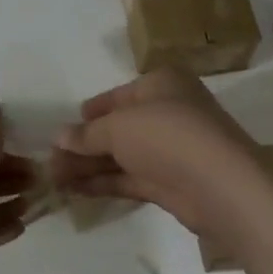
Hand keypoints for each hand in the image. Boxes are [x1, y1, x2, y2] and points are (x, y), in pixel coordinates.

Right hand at [50, 68, 259, 234]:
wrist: (221, 186)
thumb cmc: (168, 135)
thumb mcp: (119, 126)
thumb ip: (88, 134)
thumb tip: (59, 138)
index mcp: (162, 84)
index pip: (119, 95)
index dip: (91, 111)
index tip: (65, 127)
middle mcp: (168, 112)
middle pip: (118, 127)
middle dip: (84, 143)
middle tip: (51, 158)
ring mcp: (171, 150)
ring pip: (122, 155)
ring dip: (89, 165)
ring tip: (54, 177)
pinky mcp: (171, 183)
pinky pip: (130, 178)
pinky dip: (103, 182)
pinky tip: (75, 189)